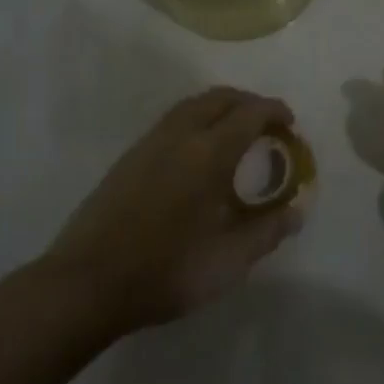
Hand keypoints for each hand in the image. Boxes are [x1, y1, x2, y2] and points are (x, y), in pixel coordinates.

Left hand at [47, 88, 303, 334]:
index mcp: (208, 153)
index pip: (250, 113)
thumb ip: (268, 231)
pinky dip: (196, 120)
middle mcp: (178, 137)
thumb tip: (297, 210)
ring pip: (191, 106)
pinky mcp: (128, 159)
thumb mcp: (229, 260)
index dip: (275, 111)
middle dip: (248, 102)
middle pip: (219, 98)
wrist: (86, 284)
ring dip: (220, 108)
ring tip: (236, 133)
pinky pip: (171, 121)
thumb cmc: (166, 270)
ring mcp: (148, 144)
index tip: (291, 124)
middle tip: (267, 124)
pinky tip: (198, 154)